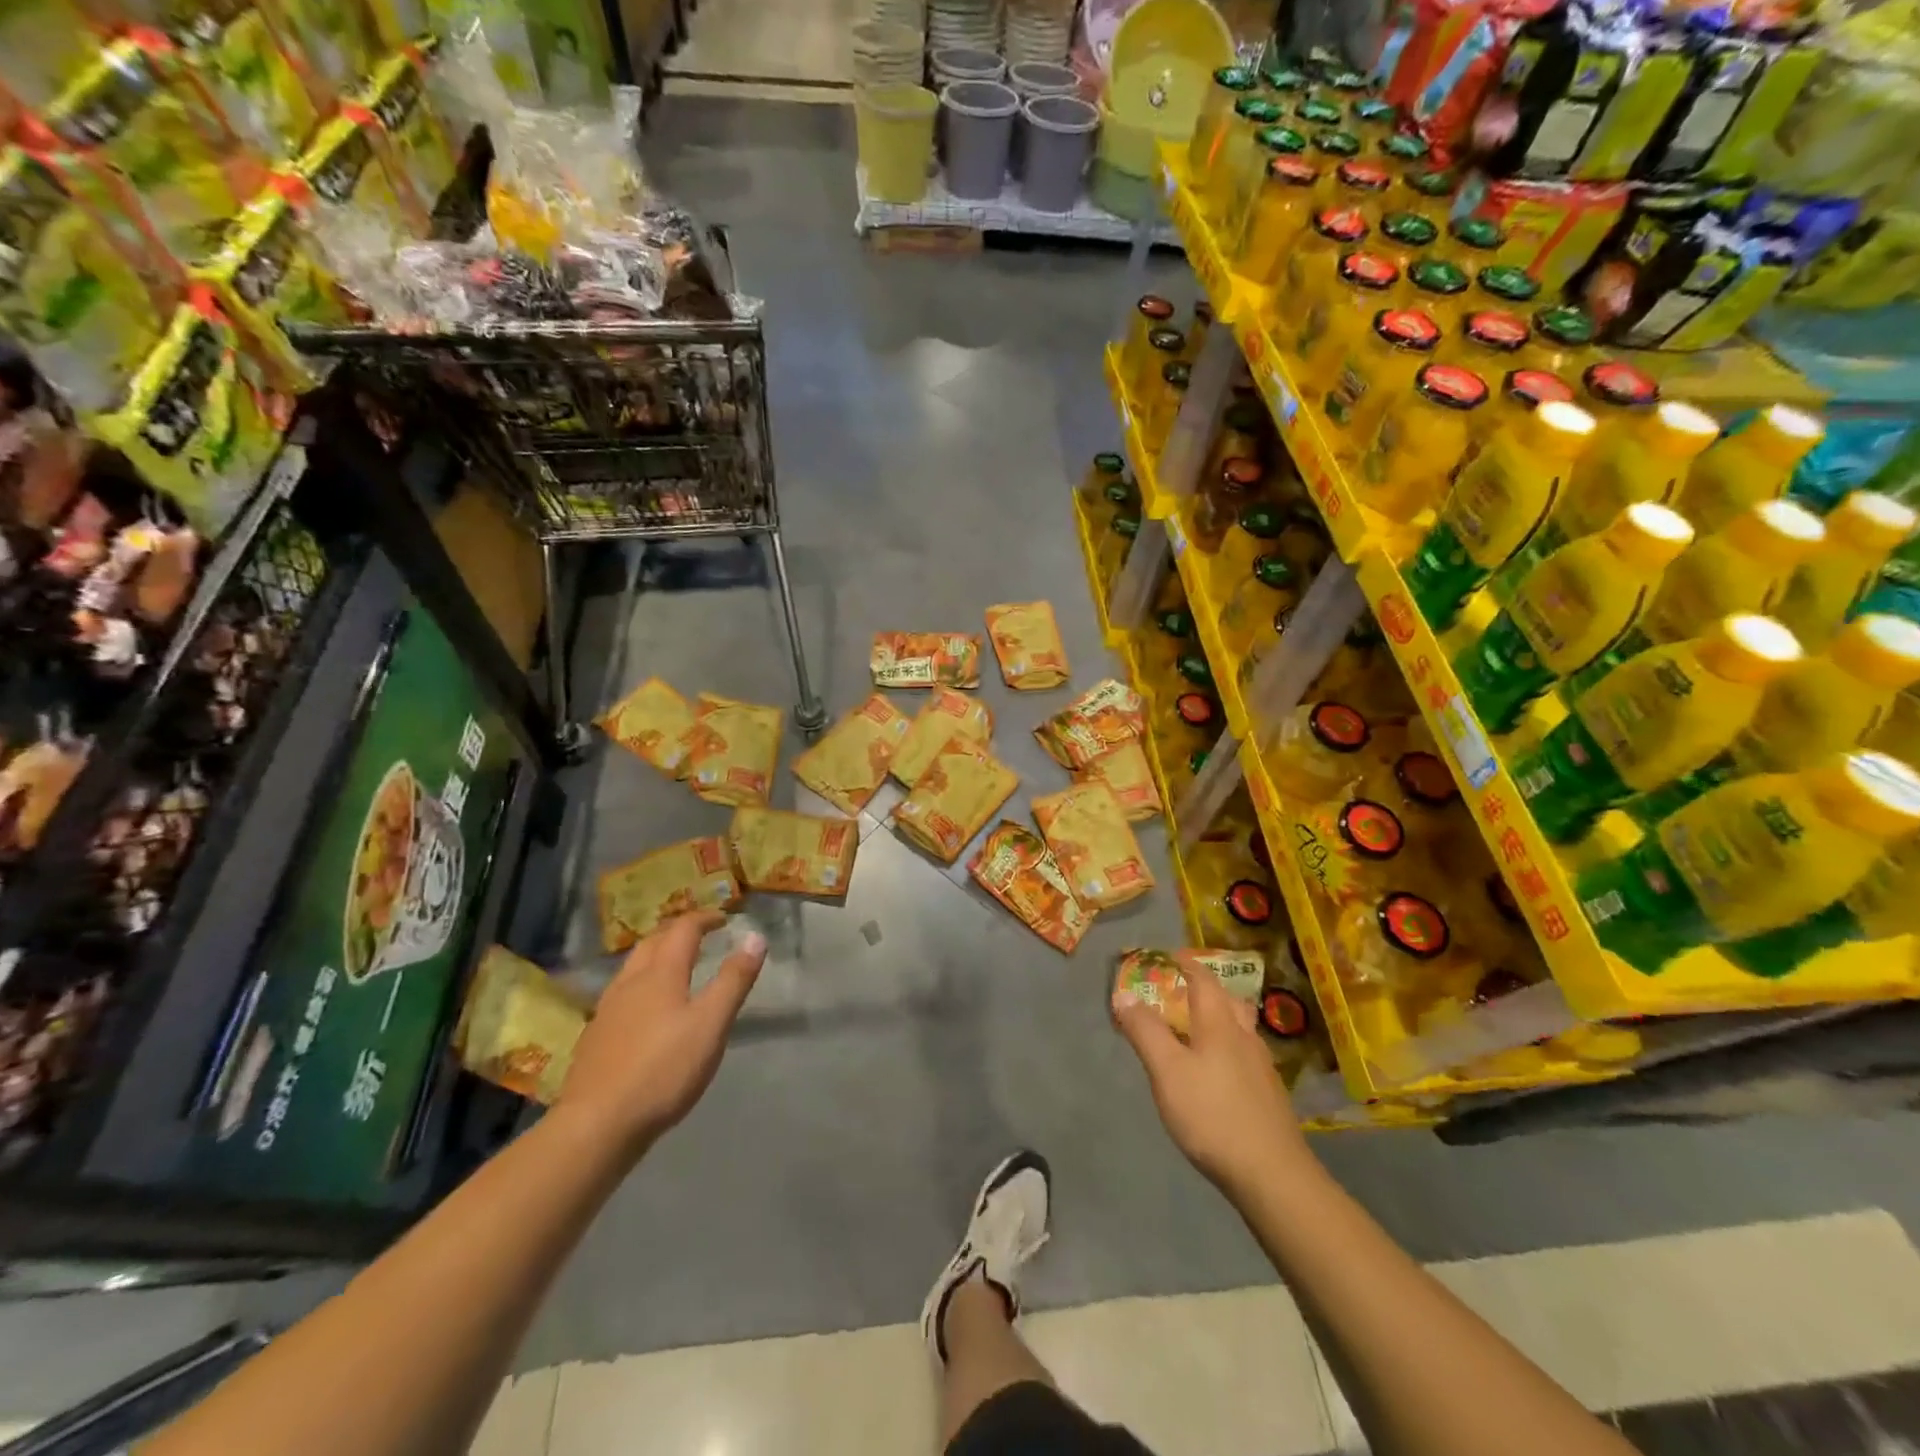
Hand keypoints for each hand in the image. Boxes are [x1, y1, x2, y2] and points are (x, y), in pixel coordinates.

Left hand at [557, 910, 765, 1158]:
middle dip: (678, 932)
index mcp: (660, 974)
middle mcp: (630, 982)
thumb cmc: (663, 1070)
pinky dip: (641, 984)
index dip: (704, 919)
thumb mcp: (711, 1025)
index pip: (682, 930)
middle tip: (701, 935)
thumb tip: (754, 937)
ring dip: (656, 955)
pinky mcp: (596, 1037)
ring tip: (675, 966)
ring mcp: (607, 1009)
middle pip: (652, 942)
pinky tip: (646, 1010)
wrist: (596, 1125)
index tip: (724, 918)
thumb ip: (733, 980)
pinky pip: (622, 993)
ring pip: (632, 967)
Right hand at [1112, 963, 1310, 1197]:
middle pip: (1227, 1001)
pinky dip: (1226, 1048)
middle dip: (1205, 989)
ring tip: (1195, 1028)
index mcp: (1220, 1024)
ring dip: (1218, 1018)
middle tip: (1180, 990)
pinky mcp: (1268, 1096)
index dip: (1186, 963)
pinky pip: (1244, 1055)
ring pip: (1239, 1029)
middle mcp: (1245, 1037)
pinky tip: (1216, 1072)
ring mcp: (1262, 1068)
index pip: (1203, 979)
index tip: (1168, 955)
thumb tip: (1124, 994)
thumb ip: (1145, 1031)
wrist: (1273, 1176)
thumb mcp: (1167, 1071)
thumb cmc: (1213, 1115)